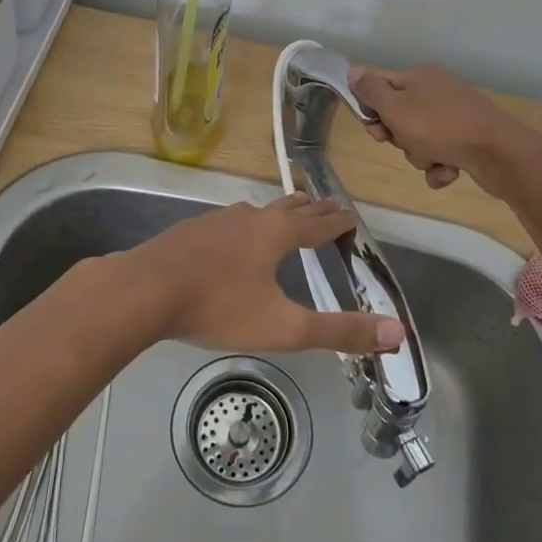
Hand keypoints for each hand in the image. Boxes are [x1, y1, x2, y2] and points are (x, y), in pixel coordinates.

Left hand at [116, 194, 404, 355]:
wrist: (144, 291)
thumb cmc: (218, 307)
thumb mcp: (284, 327)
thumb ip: (339, 331)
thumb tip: (397, 333)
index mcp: (277, 233)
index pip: (319, 223)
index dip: (339, 221)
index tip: (353, 216)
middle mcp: (250, 217)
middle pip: (289, 208)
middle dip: (312, 209)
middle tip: (327, 209)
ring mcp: (216, 220)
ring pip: (257, 211)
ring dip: (278, 213)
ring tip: (286, 217)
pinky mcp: (190, 230)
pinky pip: (229, 222)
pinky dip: (246, 225)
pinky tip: (233, 239)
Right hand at [350, 64, 541, 197]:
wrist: (498, 152)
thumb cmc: (439, 127)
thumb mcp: (396, 107)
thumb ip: (371, 91)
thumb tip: (354, 70)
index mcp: (420, 77)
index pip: (382, 88)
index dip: (372, 110)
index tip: (374, 128)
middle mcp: (438, 91)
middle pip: (400, 116)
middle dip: (398, 137)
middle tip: (402, 143)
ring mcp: (456, 116)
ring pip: (420, 140)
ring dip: (420, 155)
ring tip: (433, 159)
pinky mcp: (470, 140)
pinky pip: (442, 155)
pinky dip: (441, 166)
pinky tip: (448, 172)